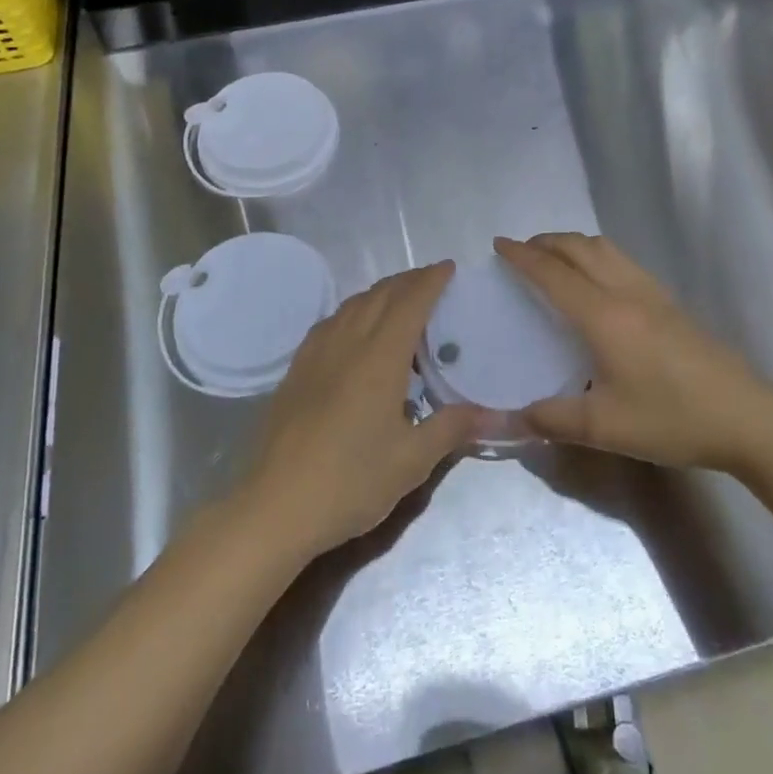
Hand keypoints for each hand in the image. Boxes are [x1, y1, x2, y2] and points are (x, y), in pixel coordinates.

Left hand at [240, 262, 484, 560]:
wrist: (276, 506)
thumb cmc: (350, 482)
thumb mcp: (411, 461)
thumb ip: (452, 428)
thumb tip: (496, 414)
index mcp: (380, 358)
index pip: (410, 303)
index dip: (431, 281)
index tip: (448, 267)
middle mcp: (348, 343)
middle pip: (380, 295)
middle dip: (408, 280)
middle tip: (431, 280)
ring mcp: (317, 354)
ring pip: (352, 304)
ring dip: (380, 292)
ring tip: (398, 299)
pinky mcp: (297, 369)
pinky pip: (330, 322)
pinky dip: (353, 311)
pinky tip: (354, 329)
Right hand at [496, 233, 772, 473]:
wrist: (746, 416)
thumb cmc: (672, 418)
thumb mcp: (605, 428)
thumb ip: (553, 419)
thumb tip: (510, 417)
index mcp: (603, 315)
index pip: (553, 273)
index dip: (522, 256)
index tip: (498, 245)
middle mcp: (625, 291)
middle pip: (579, 247)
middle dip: (545, 242)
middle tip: (521, 252)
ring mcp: (652, 292)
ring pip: (604, 248)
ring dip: (572, 244)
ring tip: (554, 260)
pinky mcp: (670, 301)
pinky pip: (622, 261)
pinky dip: (596, 256)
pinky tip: (597, 283)